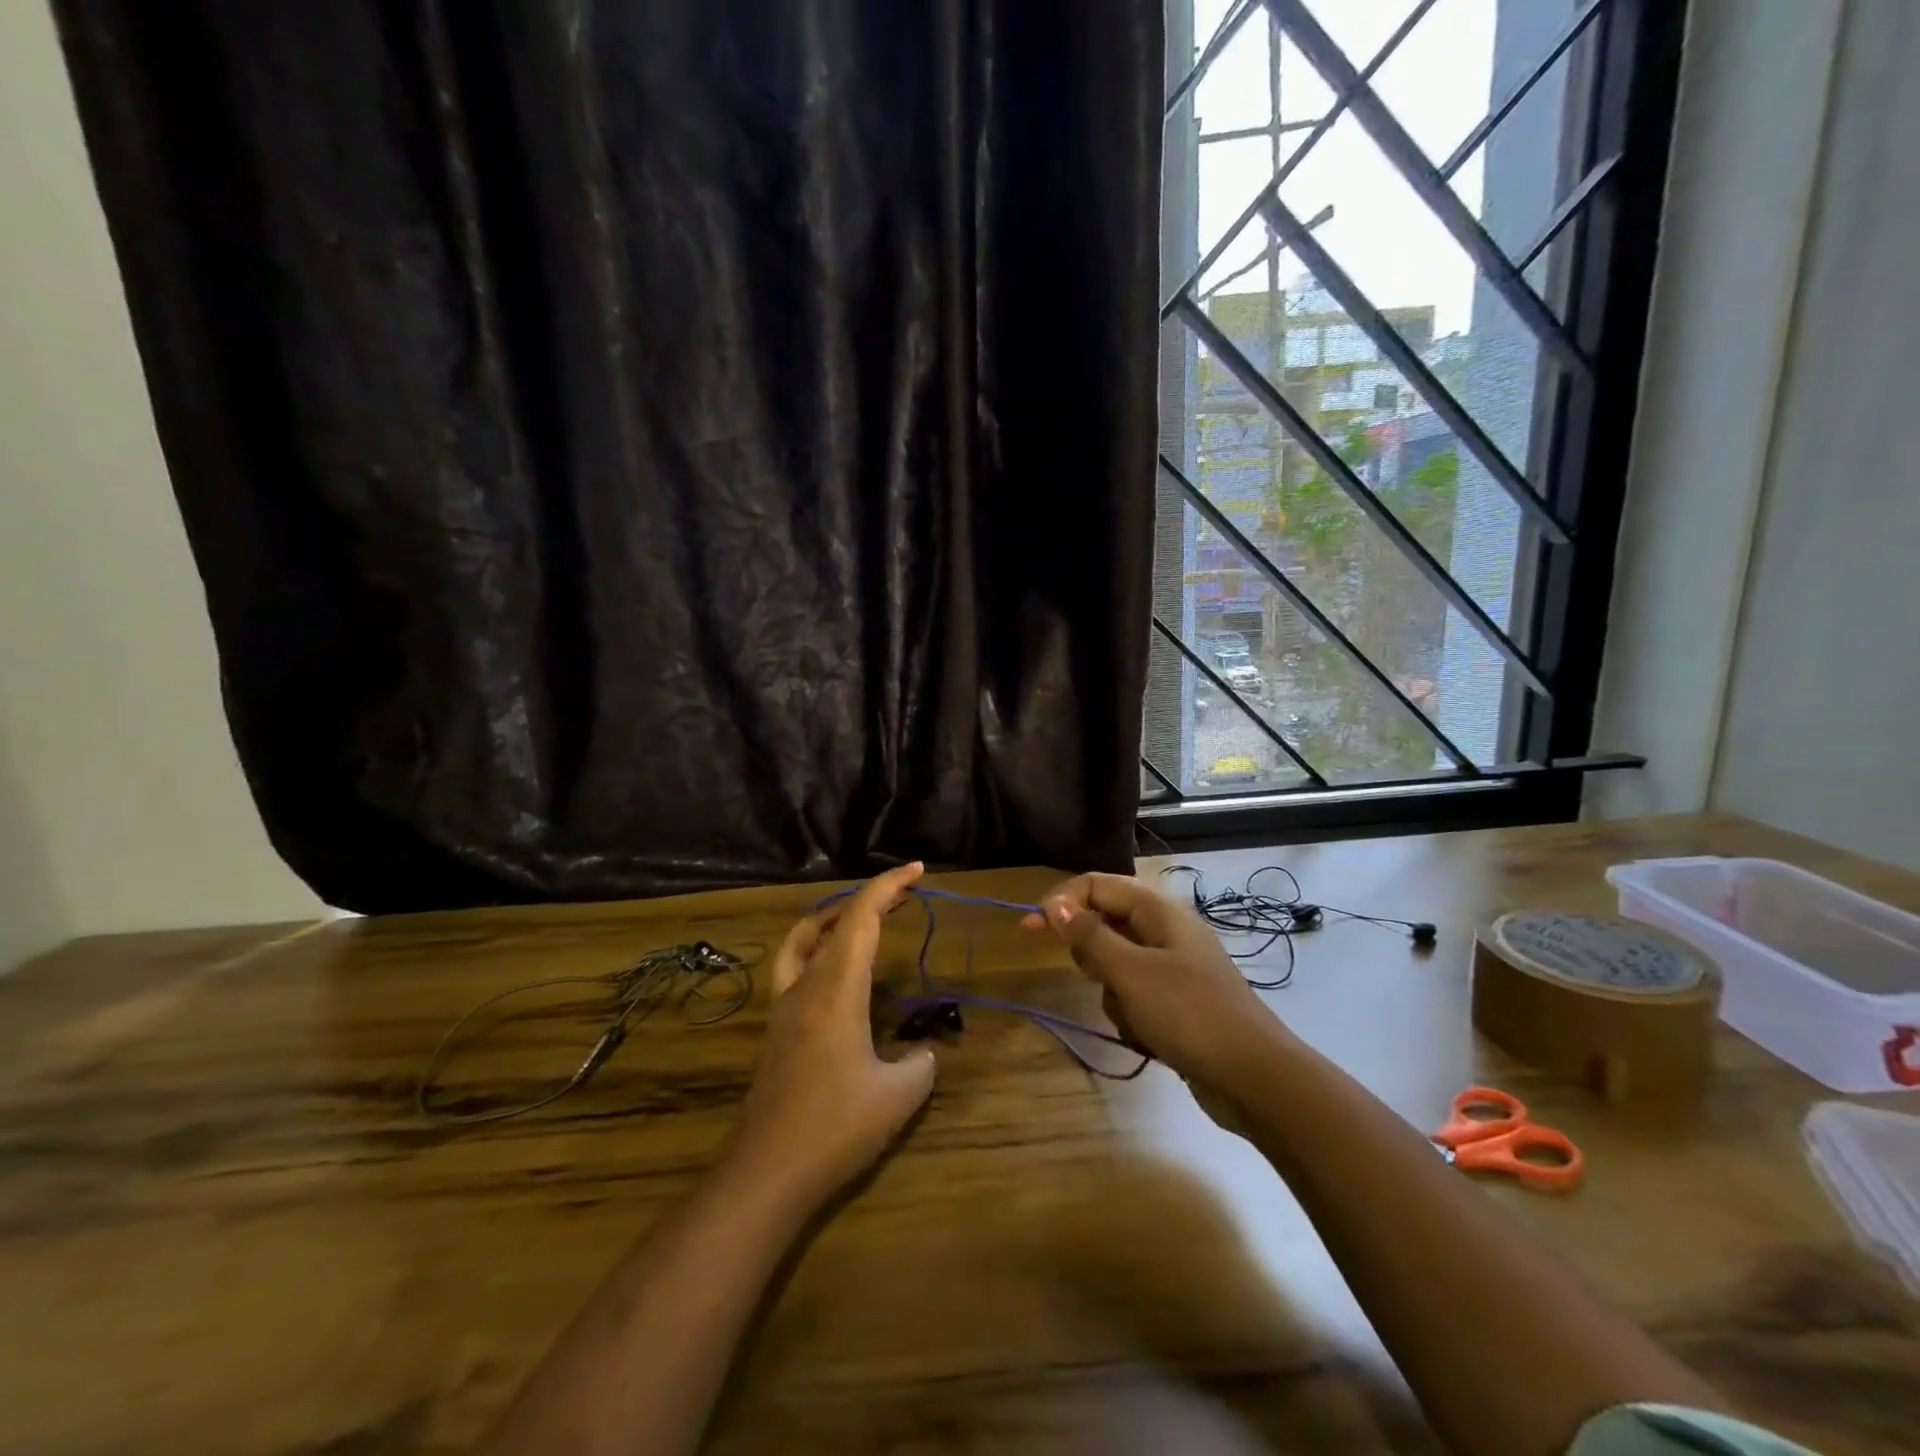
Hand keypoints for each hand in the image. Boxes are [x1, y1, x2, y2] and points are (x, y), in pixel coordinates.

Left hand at [729, 863, 936, 1207]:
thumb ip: (920, 1063)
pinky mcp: (777, 1031)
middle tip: (905, 894)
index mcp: (836, 989)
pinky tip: (837, 977)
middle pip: (835, 921)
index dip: (888, 886)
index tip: (916, 870)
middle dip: (871, 900)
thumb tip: (923, 1051)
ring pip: (806, 940)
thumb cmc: (835, 1126)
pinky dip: (819, 951)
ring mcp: (784, 1007)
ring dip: (838, 920)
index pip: (860, 917)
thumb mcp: (898, 1095)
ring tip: (869, 922)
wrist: (767, 1173)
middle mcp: (805, 987)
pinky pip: (796, 969)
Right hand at [1023, 873, 1285, 1102]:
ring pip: (1117, 965)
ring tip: (1134, 1016)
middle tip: (1097, 979)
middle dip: (1092, 954)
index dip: (1061, 901)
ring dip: (1113, 992)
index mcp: (1158, 911)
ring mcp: (1174, 968)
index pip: (1097, 885)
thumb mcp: (1130, 972)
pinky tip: (1148, 1037)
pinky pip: (1135, 995)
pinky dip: (1132, 1014)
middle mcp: (1166, 931)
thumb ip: (1089, 935)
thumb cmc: (1188, 1013)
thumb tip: (1054, 904)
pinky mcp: (1178, 1002)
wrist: (1254, 1078)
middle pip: (1106, 923)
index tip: (1030, 929)